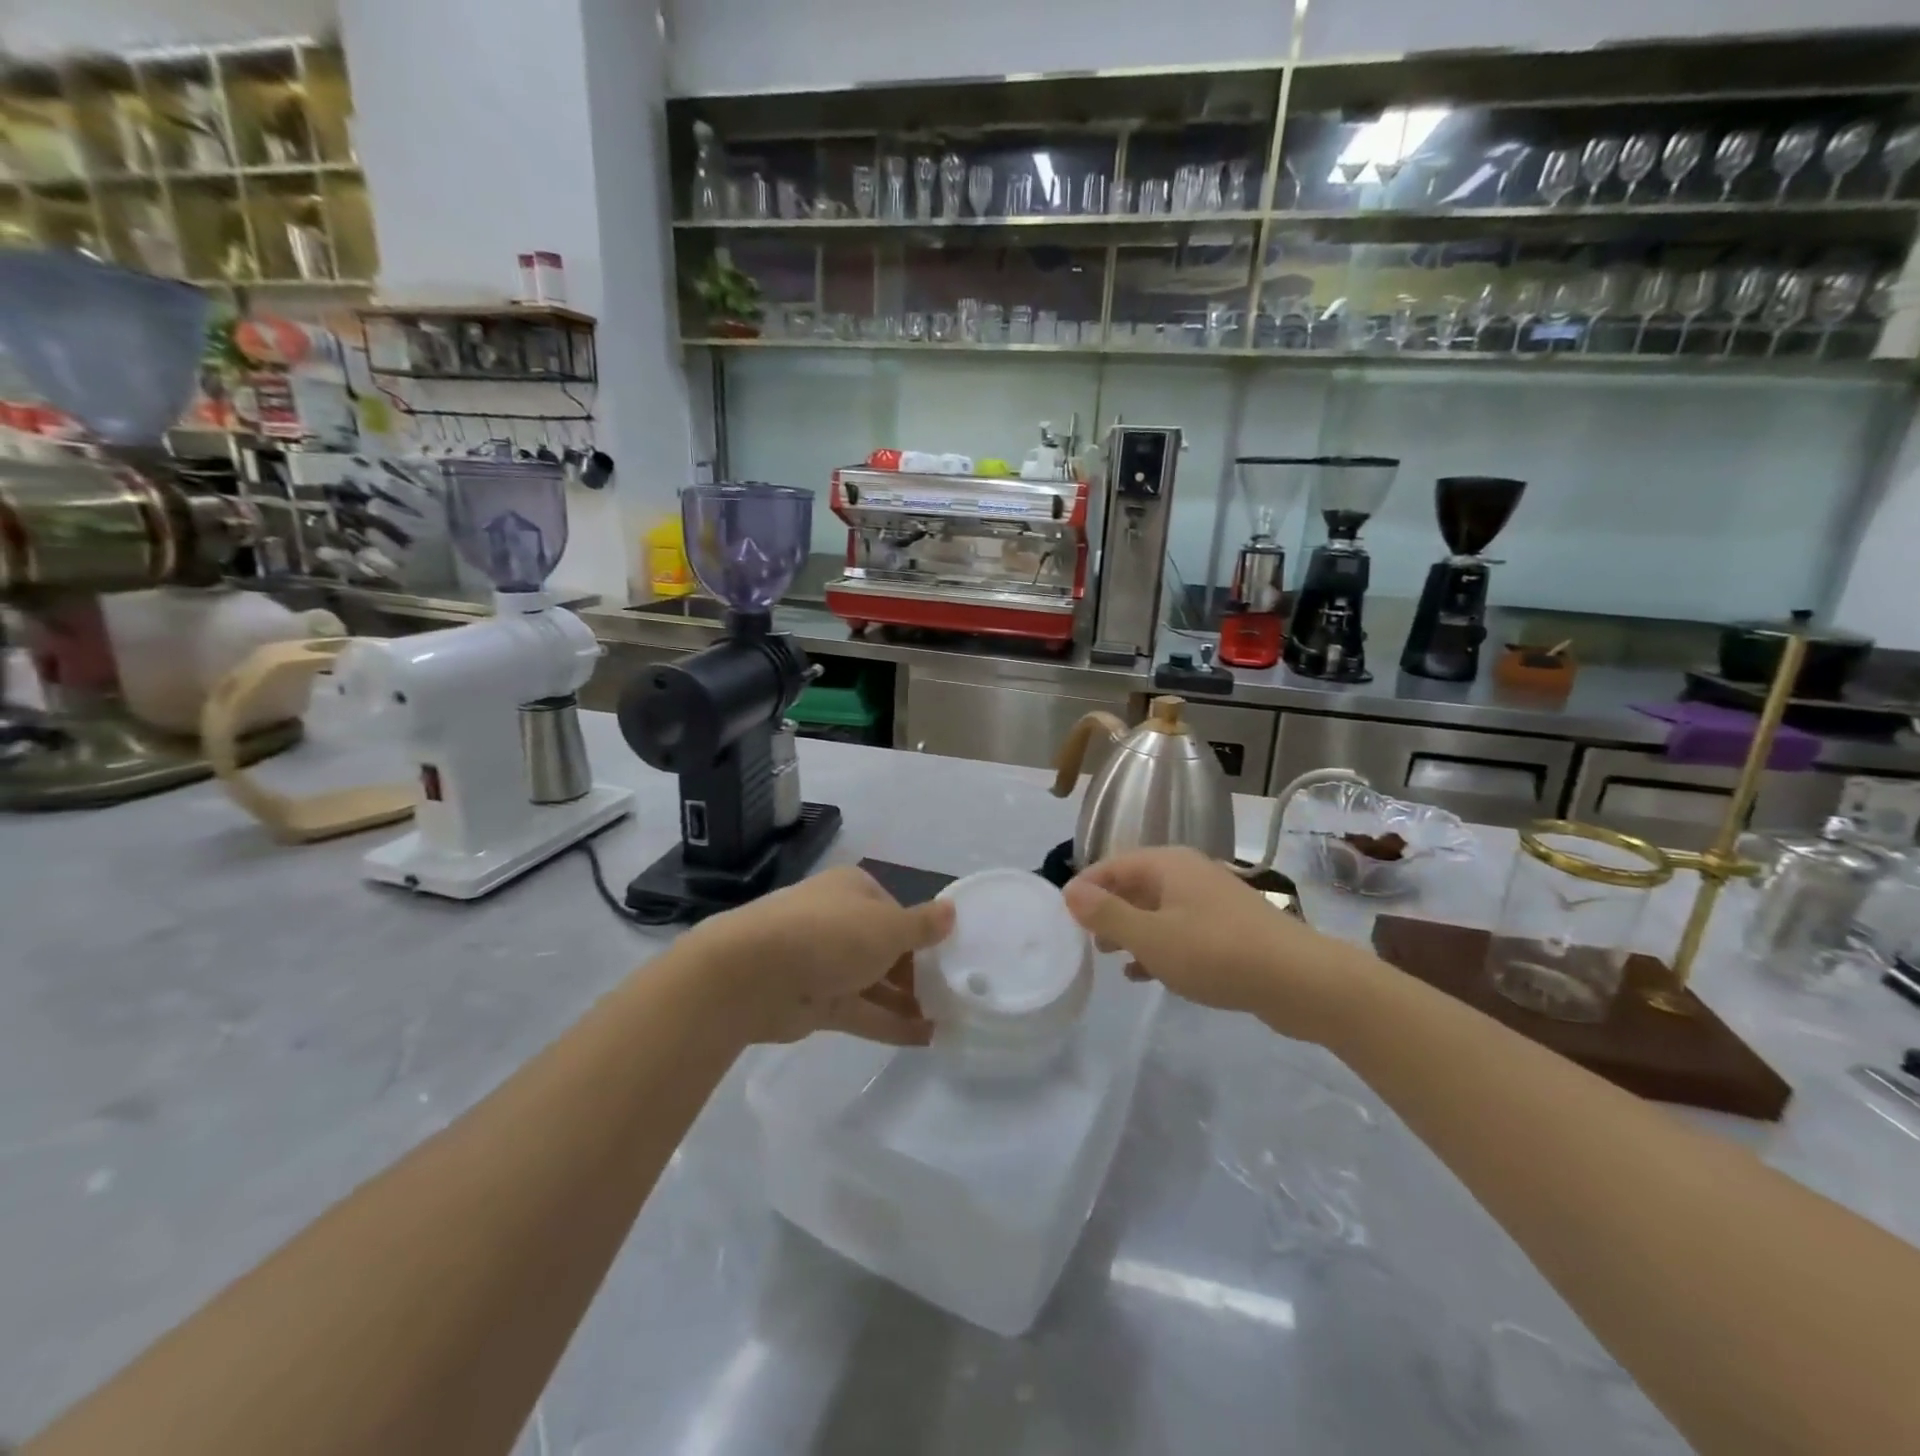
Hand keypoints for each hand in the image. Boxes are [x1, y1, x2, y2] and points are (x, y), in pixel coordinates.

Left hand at [682, 866, 953, 1046]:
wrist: (753, 974)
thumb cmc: (830, 935)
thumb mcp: (888, 926)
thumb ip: (923, 925)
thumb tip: (952, 911)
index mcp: (854, 890)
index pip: (896, 911)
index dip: (923, 935)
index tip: (951, 959)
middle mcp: (839, 921)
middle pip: (886, 947)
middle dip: (917, 972)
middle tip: (954, 996)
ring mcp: (824, 963)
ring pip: (874, 981)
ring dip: (908, 1001)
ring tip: (948, 1020)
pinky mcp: (815, 1001)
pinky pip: (861, 1011)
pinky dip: (890, 1023)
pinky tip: (926, 1039)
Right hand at [1062, 848, 1376, 1042]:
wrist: (1301, 981)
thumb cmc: (1217, 953)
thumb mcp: (1151, 937)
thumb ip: (1107, 914)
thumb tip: (1069, 890)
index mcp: (1167, 865)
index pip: (1112, 865)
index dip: (1085, 888)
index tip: (1063, 917)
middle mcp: (1188, 873)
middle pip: (1134, 885)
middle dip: (1107, 911)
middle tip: (1084, 941)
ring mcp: (1211, 901)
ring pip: (1157, 910)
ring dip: (1131, 931)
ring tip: (1109, 958)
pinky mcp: (1228, 929)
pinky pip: (1180, 931)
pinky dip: (1159, 946)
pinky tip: (1145, 974)